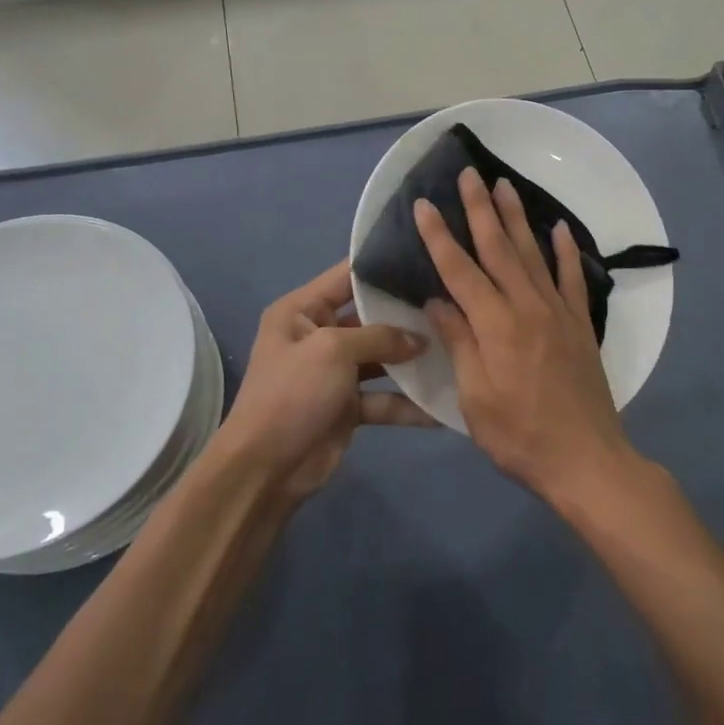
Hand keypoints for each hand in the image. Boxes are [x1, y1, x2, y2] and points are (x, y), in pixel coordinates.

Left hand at [217, 260, 433, 496]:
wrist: (265, 470)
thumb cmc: (292, 393)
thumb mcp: (333, 350)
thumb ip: (380, 337)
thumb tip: (420, 339)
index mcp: (302, 310)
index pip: (347, 275)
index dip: (383, 264)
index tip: (426, 254)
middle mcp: (318, 335)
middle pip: (371, 317)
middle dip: (408, 315)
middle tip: (454, 302)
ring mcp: (334, 373)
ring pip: (382, 359)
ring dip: (413, 361)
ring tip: (458, 349)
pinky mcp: (347, 407)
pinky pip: (384, 398)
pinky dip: (408, 404)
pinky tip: (442, 406)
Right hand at [413, 168, 638, 500]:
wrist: (585, 459)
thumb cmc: (519, 435)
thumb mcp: (475, 397)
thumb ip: (459, 343)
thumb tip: (438, 301)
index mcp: (495, 325)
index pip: (460, 270)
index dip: (439, 236)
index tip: (423, 205)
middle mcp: (527, 306)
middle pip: (499, 248)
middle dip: (480, 209)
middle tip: (469, 174)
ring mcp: (558, 312)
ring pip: (533, 253)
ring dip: (517, 217)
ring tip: (505, 185)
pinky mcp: (580, 324)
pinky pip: (572, 278)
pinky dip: (566, 250)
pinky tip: (560, 228)